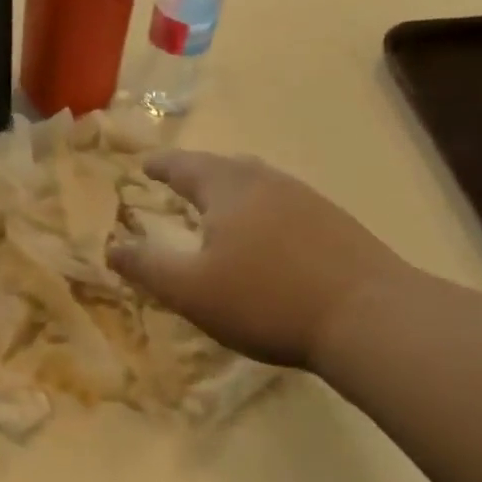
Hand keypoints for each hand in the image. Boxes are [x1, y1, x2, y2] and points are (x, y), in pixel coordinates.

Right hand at [108, 151, 413, 368]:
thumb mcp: (191, 290)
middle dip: (197, 173)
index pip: (183, 166)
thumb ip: (147, 266)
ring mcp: (306, 199)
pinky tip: (268, 236)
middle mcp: (266, 182)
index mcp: (227, 188)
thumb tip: (110, 247)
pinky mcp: (335, 223)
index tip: (144, 164)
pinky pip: (284, 203)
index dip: (160, 165)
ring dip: (232, 189)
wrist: (370, 317)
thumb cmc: (266, 299)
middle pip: (224, 166)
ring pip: (258, 183)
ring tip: (219, 207)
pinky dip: (262, 210)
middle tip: (179, 182)